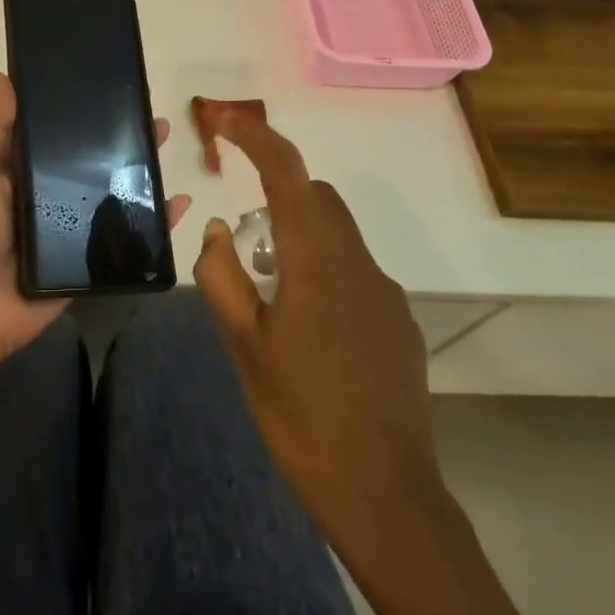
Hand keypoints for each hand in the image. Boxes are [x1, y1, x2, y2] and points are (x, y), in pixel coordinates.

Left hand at [0, 72, 189, 371]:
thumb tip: (3, 76)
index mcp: (23, 170)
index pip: (58, 132)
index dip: (81, 111)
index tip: (108, 86)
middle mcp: (52, 194)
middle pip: (92, 160)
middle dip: (121, 137)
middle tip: (150, 113)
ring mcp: (74, 228)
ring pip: (115, 192)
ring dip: (141, 169)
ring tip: (165, 143)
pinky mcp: (91, 260)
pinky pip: (129, 237)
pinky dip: (156, 221)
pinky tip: (179, 202)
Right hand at [193, 109, 444, 539]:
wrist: (386, 494)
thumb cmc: (302, 415)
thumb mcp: (244, 346)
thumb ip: (221, 277)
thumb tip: (215, 230)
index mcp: (316, 258)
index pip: (286, 172)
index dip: (255, 136)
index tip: (224, 120)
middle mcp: (357, 262)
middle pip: (317, 196)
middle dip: (277, 191)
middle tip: (241, 231)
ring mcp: (385, 292)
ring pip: (337, 234)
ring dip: (299, 235)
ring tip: (268, 289)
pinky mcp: (399, 323)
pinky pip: (355, 272)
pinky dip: (324, 271)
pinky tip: (308, 328)